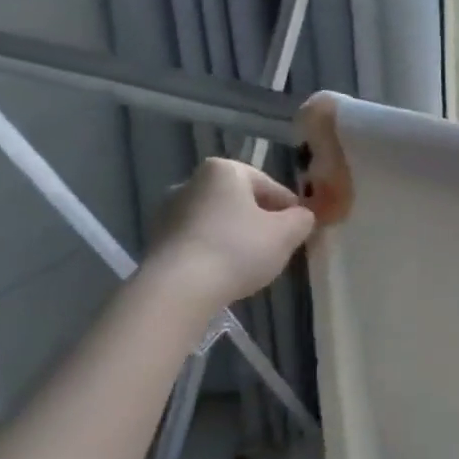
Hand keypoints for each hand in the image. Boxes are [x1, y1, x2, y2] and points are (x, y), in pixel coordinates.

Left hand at [148, 159, 315, 304]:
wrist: (178, 288)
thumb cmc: (237, 250)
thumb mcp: (285, 234)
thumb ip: (302, 220)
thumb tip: (302, 216)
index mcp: (224, 170)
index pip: (270, 185)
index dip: (290, 209)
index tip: (300, 231)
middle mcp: (191, 181)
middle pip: (240, 201)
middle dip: (260, 221)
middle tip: (277, 247)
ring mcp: (169, 211)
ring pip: (218, 220)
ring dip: (236, 236)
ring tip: (251, 264)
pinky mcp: (157, 239)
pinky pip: (198, 240)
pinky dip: (214, 250)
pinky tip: (224, 272)